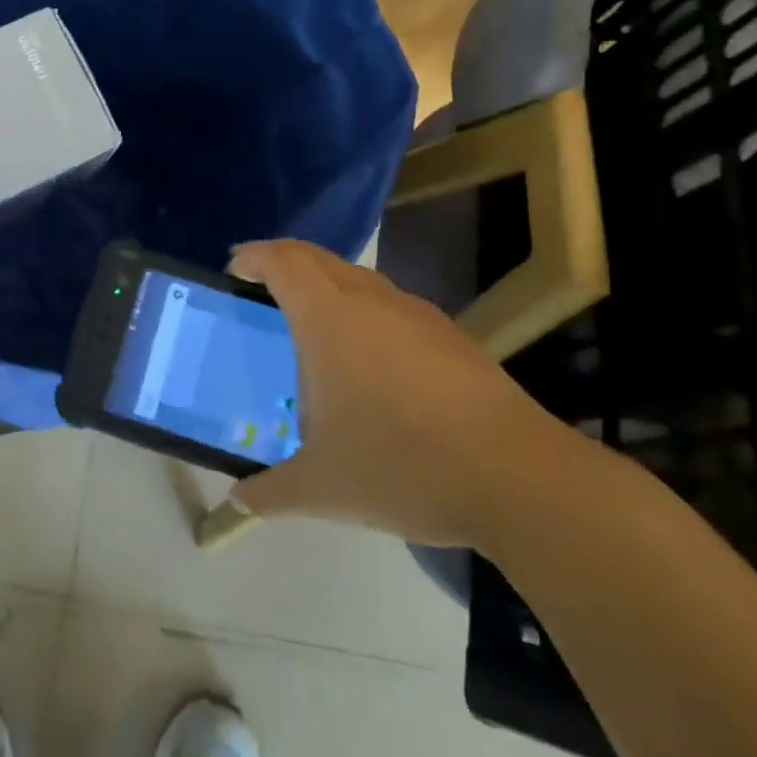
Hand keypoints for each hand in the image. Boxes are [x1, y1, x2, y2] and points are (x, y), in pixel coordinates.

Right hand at [224, 239, 577, 547]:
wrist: (520, 479)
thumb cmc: (403, 467)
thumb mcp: (323, 488)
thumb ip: (271, 491)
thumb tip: (239, 501)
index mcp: (330, 320)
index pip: (283, 261)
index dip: (254, 256)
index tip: (235, 269)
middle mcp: (372, 302)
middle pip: (319, 258)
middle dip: (284, 262)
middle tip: (261, 288)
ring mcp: (417, 315)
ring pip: (359, 278)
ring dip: (328, 285)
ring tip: (312, 325)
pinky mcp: (452, 337)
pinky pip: (392, 305)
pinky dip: (364, 311)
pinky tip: (370, 361)